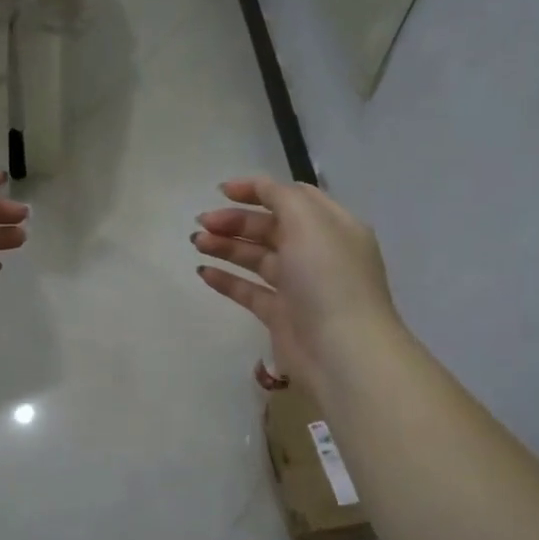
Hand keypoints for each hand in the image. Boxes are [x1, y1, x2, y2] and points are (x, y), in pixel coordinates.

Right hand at [192, 177, 398, 389]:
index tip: (222, 191)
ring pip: (258, 258)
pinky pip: (250, 291)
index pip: (292, 197)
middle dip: (235, 221)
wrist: (342, 351)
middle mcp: (318, 253)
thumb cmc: (327, 278)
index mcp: (332, 226)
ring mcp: (300, 286)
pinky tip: (204, 272)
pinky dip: (227, 280)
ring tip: (196, 243)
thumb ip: (281, 197)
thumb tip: (258, 188)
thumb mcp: (309, 222)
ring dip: (226, 247)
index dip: (257, 190)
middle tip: (202, 222)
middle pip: (270, 227)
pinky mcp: (282, 315)